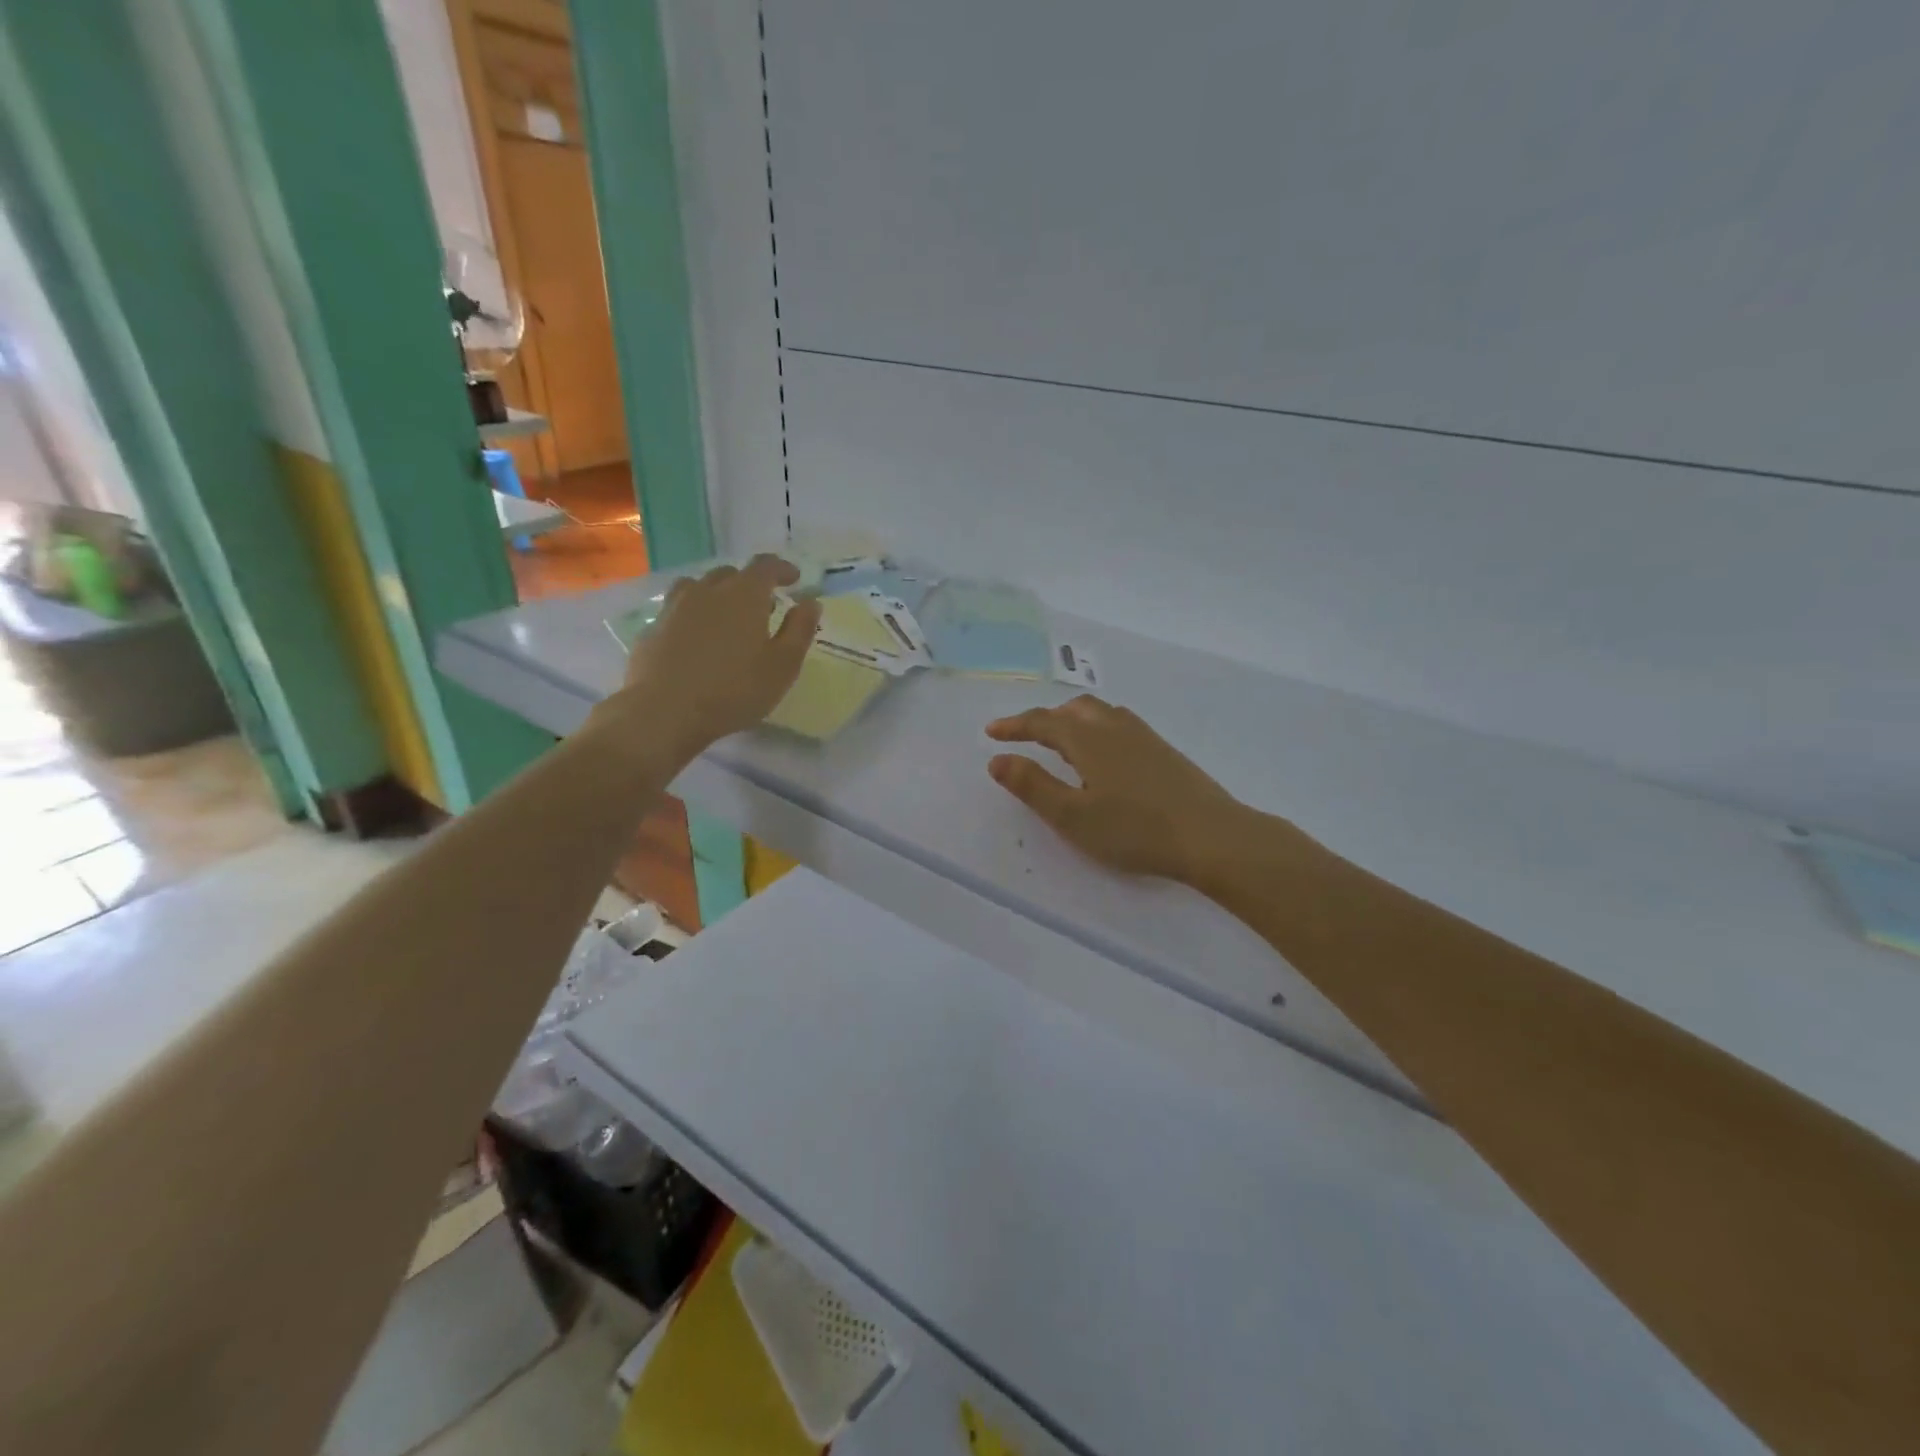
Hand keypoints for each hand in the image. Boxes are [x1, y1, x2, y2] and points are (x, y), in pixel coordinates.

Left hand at [613, 555, 821, 762]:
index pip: (766, 566)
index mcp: (744, 595)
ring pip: (698, 587)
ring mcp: (675, 607)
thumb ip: (800, 630)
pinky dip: (692, 616)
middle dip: (750, 584)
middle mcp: (707, 590)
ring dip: (717, 595)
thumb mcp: (783, 665)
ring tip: (726, 617)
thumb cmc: (734, 689)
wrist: (664, 711)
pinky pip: (677, 610)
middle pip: (731, 574)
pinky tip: (695, 640)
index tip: (794, 579)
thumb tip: (810, 603)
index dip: (782, 569)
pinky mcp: (653, 628)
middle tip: (763, 607)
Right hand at [986, 696, 1250, 885]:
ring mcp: (1143, 736)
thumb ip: (1033, 786)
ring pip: (1099, 712)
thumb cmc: (1135, 830)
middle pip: (1072, 710)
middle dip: (1043, 719)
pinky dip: (1096, 726)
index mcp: (1088, 739)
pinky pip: (1119, 722)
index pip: (1042, 723)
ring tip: (1060, 738)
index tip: (991, 732)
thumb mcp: (1073, 816)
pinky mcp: (1163, 750)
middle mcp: (1114, 727)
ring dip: (1071, 718)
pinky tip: (1104, 751)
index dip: (1014, 726)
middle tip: (1023, 735)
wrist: (1211, 836)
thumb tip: (998, 759)